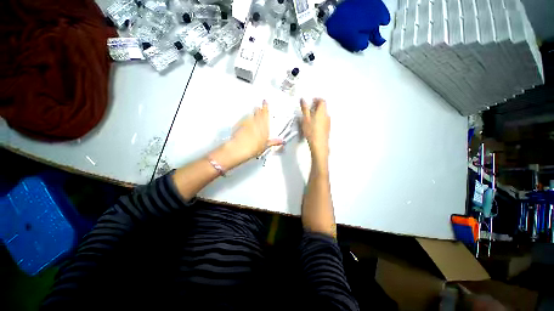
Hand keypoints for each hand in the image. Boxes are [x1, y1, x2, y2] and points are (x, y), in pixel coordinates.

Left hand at [215, 101, 281, 168]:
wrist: (240, 148)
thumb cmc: (254, 147)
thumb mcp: (266, 145)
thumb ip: (273, 142)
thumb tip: (281, 141)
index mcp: (264, 125)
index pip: (265, 113)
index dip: (265, 106)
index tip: (265, 101)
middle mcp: (255, 121)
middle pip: (257, 112)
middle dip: (258, 110)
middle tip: (259, 109)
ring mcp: (247, 122)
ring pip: (251, 115)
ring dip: (252, 115)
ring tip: (253, 117)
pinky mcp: (239, 124)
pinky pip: (244, 120)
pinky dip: (246, 121)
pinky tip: (246, 125)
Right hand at [300, 98, 330, 163]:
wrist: (319, 144)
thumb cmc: (311, 131)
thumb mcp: (305, 119)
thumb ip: (304, 108)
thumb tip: (303, 99)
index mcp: (322, 111)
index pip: (322, 101)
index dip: (316, 99)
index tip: (311, 101)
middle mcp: (327, 115)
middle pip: (323, 107)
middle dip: (316, 106)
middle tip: (309, 109)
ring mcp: (328, 122)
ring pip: (323, 114)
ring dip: (317, 113)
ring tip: (310, 117)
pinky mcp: (327, 128)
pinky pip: (323, 120)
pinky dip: (319, 119)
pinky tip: (313, 125)